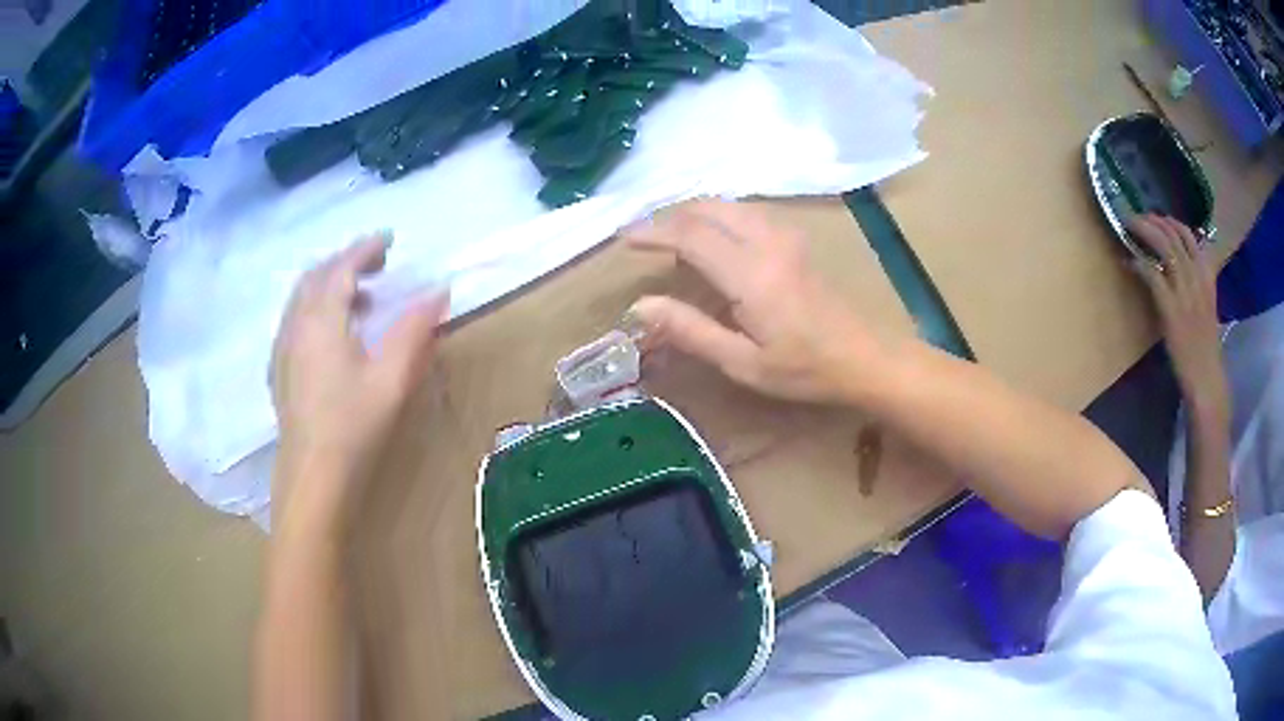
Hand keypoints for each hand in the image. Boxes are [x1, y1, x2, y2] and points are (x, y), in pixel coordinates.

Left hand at [271, 233, 448, 530]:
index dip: (365, 249)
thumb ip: (414, 329)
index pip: (341, 268)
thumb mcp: (392, 377)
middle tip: (376, 264)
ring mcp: (282, 348)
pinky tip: (330, 331)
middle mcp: (295, 324)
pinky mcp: (280, 369)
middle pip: (316, 276)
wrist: (313, 476)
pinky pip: (294, 319)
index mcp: (321, 319)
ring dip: (329, 284)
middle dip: (345, 262)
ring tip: (359, 296)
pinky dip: (315, 307)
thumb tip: (438, 290)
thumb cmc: (354, 425)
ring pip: (301, 298)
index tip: (389, 240)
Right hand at [624, 199, 877, 403]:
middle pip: (707, 208)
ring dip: (694, 213)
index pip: (690, 235)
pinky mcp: (795, 238)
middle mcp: (766, 241)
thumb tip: (640, 306)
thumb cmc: (804, 369)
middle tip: (642, 236)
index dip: (652, 232)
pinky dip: (718, 215)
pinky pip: (746, 210)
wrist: (865, 356)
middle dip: (669, 216)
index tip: (623, 238)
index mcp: (750, 273)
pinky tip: (713, 236)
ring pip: (728, 204)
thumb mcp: (742, 363)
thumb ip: (690, 330)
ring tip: (670, 236)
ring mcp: (785, 235)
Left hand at [1129, 214, 1228, 423]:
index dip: (1171, 222)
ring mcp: (1184, 292)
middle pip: (1174, 236)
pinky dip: (1139, 263)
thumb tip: (1182, 261)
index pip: (1190, 236)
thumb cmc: (1204, 344)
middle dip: (1153, 221)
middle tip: (1137, 217)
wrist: (1205, 376)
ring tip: (1129, 226)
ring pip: (1164, 248)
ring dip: (1144, 232)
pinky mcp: (1171, 309)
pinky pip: (1153, 275)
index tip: (1157, 217)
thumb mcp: (1207, 304)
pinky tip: (1129, 261)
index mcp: (1207, 276)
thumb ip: (1198, 280)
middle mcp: (1197, 278)